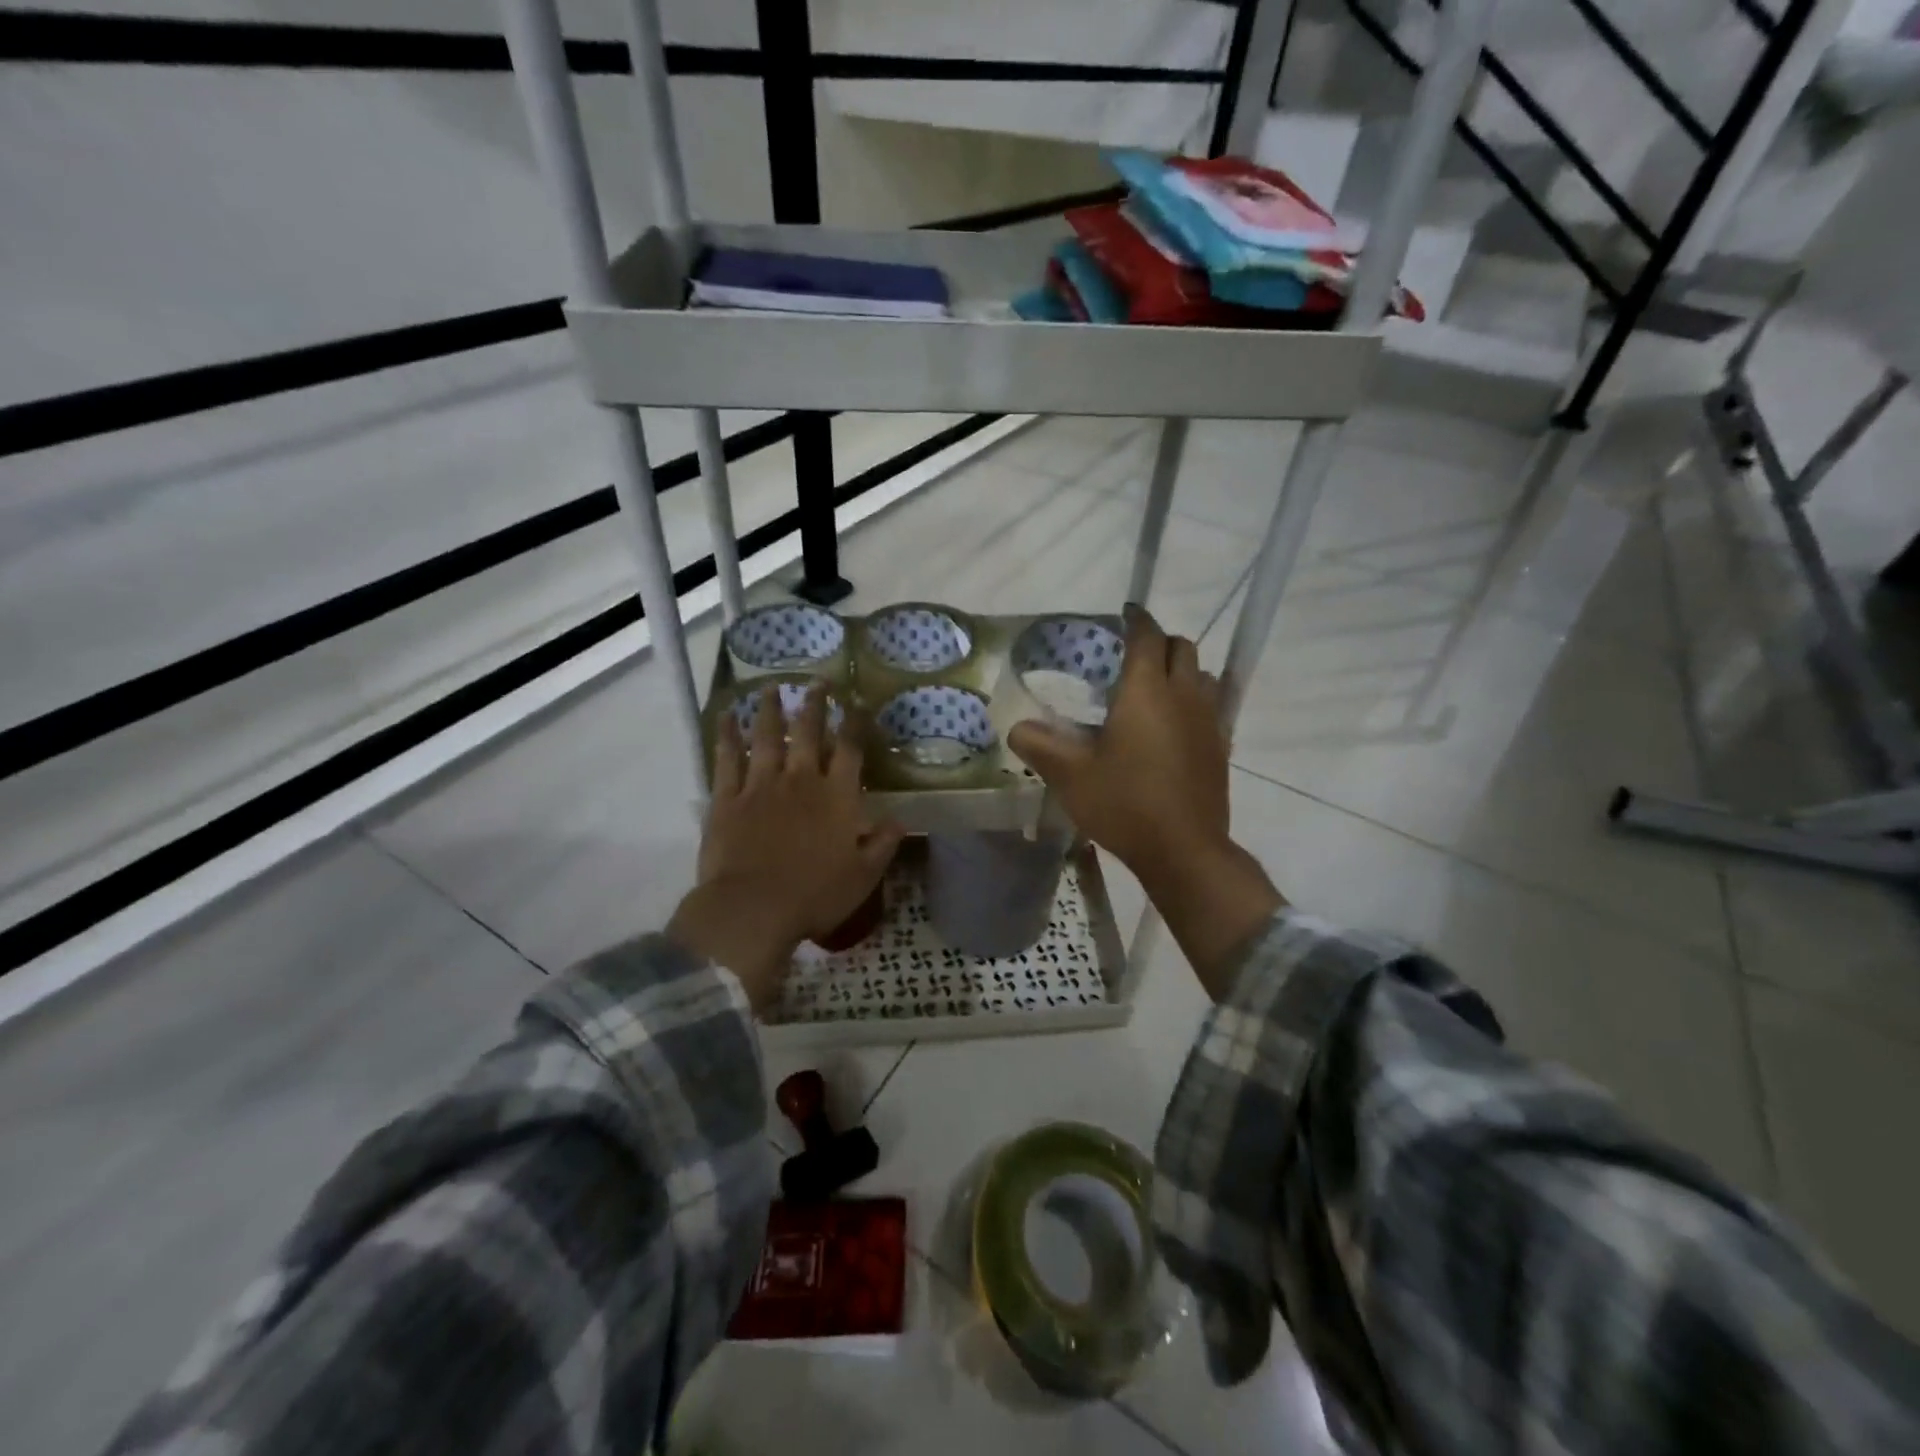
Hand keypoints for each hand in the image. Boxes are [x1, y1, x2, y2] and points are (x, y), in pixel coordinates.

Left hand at [668, 685, 903, 1013]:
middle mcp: (800, 780)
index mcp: (836, 797)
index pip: (850, 749)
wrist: (752, 908)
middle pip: (807, 732)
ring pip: (765, 737)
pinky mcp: (727, 799)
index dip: (855, 723)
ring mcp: (761, 785)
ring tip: (771, 688)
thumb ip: (882, 845)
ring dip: (769, 710)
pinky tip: (725, 718)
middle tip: (817, 682)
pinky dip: (726, 736)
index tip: (858, 703)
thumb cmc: (815, 895)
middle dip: (814, 705)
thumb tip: (900, 821)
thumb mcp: (863, 876)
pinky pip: (727, 759)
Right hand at [1008, 605, 1231, 882]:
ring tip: (1155, 689)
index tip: (1123, 614)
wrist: (1183, 850)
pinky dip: (1196, 700)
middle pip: (1182, 647)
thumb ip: (1039, 745)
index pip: (1146, 636)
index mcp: (1146, 691)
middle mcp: (1183, 695)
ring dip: (1182, 670)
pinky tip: (1176, 725)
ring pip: (1203, 675)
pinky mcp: (1221, 746)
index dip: (1135, 620)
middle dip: (1159, 642)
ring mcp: (1209, 720)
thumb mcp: (1069, 776)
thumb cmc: (1124, 804)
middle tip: (1133, 655)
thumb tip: (1016, 728)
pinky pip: (1213, 706)